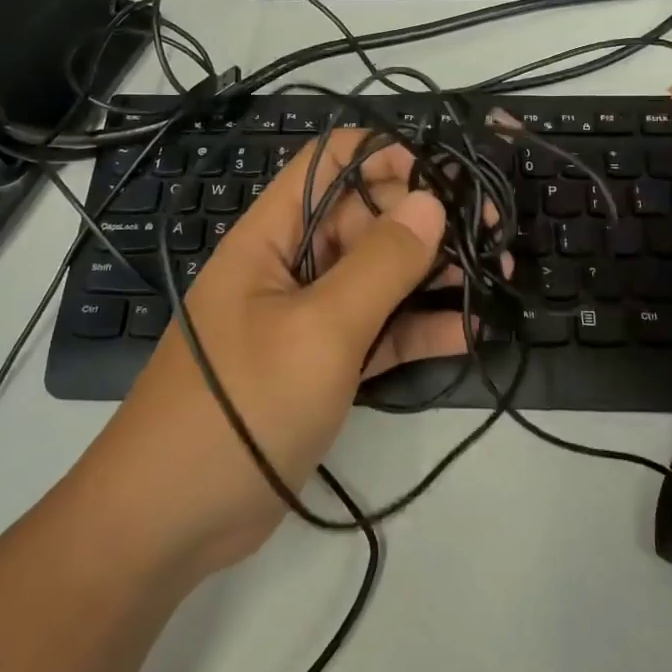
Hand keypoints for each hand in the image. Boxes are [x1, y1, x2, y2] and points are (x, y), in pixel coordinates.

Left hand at [80, 130, 468, 576]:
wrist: (174, 515)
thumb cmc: (243, 403)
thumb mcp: (319, 329)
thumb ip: (380, 263)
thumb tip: (430, 200)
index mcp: (273, 236)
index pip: (330, 164)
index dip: (386, 156)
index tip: (448, 173)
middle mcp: (291, 266)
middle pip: (364, 220)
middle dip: (425, 219)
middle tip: (492, 230)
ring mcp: (308, 319)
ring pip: (378, 278)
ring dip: (432, 274)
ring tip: (497, 275)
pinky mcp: (323, 366)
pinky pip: (378, 333)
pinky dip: (418, 330)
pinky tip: (469, 332)